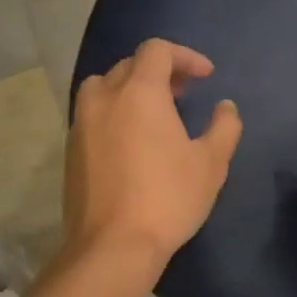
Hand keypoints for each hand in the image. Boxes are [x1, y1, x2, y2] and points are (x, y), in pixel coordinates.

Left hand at [67, 40, 241, 269]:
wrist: (113, 246)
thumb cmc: (168, 198)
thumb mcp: (211, 163)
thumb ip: (224, 127)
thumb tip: (225, 107)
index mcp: (139, 92)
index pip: (157, 50)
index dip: (185, 56)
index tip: (206, 76)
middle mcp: (104, 98)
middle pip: (129, 65)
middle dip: (159, 71)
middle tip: (183, 93)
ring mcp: (81, 123)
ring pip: (103, 86)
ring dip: (130, 88)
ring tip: (153, 112)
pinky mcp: (70, 150)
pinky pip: (92, 114)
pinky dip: (113, 111)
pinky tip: (131, 140)